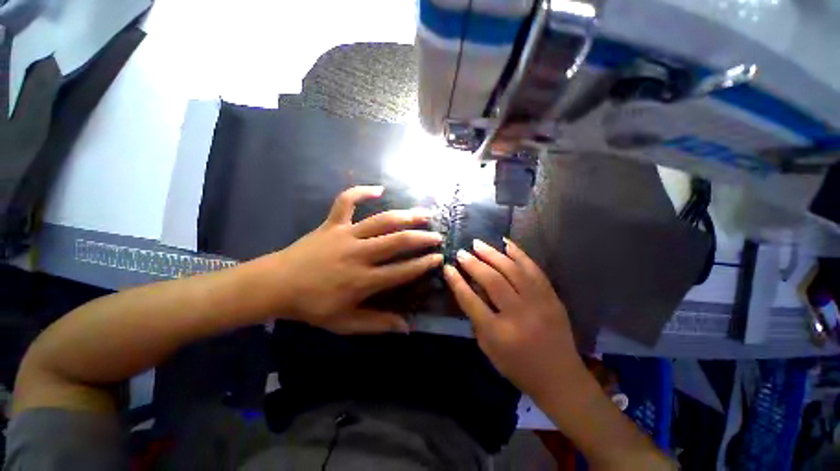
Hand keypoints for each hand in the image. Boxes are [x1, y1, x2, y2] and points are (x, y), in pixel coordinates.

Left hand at [249, 186, 443, 333]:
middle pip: (397, 242)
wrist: (275, 285)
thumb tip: (407, 328)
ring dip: (405, 216)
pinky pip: (347, 201)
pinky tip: (379, 189)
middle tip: (437, 236)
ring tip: (423, 214)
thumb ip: (377, 324)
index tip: (438, 258)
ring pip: (381, 221)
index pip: (401, 271)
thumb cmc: (311, 306)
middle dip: (421, 238)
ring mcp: (345, 235)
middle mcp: (359, 254)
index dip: (423, 264)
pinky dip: (361, 192)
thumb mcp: (345, 323)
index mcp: (363, 280)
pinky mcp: (332, 223)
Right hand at [443, 238, 583, 398]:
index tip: (448, 267)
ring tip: (478, 244)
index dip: (456, 281)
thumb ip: (476, 318)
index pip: (471, 300)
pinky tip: (505, 243)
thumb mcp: (488, 348)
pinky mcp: (552, 297)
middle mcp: (519, 314)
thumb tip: (469, 288)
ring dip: (492, 254)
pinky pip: (534, 269)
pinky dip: (518, 253)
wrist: (560, 377)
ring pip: (512, 270)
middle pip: (492, 281)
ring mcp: (538, 303)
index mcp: (498, 333)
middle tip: (461, 252)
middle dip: (473, 263)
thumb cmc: (517, 367)